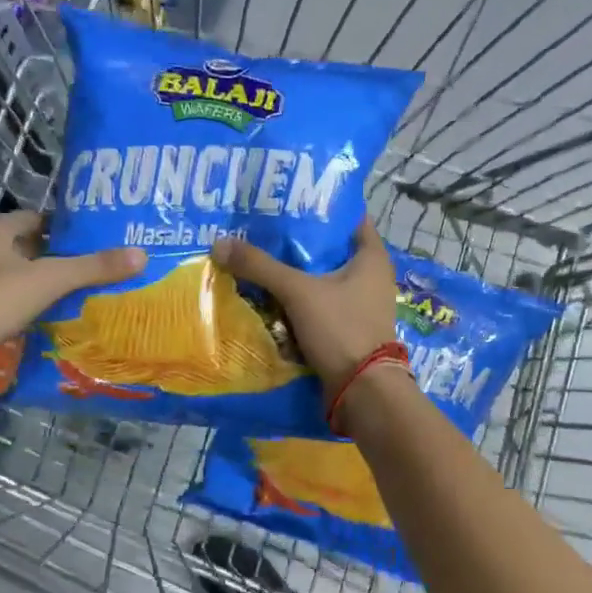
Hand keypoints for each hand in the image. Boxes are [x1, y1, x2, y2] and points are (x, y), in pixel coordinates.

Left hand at [0, 212, 144, 357]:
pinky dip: (23, 307)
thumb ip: (92, 269)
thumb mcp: (47, 281)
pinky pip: (1, 301)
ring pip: (12, 276)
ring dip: (38, 284)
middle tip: (93, 269)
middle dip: (55, 257)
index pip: (35, 218)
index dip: (64, 227)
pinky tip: (45, 321)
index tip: (94, 239)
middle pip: (24, 247)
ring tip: (76, 296)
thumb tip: (141, 255)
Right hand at [211, 220, 397, 392]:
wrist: (362, 391)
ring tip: (259, 260)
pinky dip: (298, 300)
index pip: (346, 217)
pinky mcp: (349, 328)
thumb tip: (219, 243)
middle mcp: (371, 276)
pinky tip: (270, 296)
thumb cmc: (341, 329)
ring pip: (322, 279)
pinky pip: (319, 305)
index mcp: (372, 257)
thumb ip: (260, 267)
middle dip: (298, 242)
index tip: (286, 201)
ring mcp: (361, 304)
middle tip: (262, 230)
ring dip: (295, 274)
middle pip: (330, 249)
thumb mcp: (298, 292)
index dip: (318, 207)